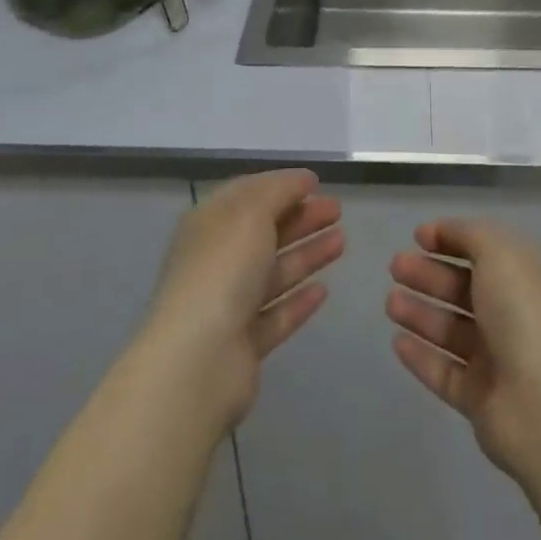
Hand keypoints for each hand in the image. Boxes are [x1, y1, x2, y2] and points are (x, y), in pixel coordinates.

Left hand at [139, 170, 343, 432]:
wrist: (198, 360)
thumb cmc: (223, 270)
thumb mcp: (252, 212)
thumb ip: (280, 190)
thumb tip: (303, 179)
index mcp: (209, 224)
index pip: (248, 195)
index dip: (281, 185)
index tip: (317, 183)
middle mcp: (216, 260)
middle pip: (264, 232)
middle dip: (301, 218)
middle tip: (338, 210)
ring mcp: (228, 304)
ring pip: (274, 271)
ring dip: (307, 254)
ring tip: (342, 241)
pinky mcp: (243, 343)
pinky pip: (276, 314)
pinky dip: (299, 300)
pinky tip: (324, 291)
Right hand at [386, 218, 540, 482]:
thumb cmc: (524, 314)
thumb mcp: (499, 253)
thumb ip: (469, 234)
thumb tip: (443, 231)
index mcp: (526, 277)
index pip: (485, 251)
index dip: (452, 239)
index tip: (418, 236)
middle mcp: (514, 315)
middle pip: (464, 289)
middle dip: (429, 275)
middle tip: (395, 267)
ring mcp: (498, 359)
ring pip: (451, 330)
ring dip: (420, 313)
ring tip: (390, 302)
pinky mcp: (480, 399)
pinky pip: (444, 372)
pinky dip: (421, 356)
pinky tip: (397, 342)